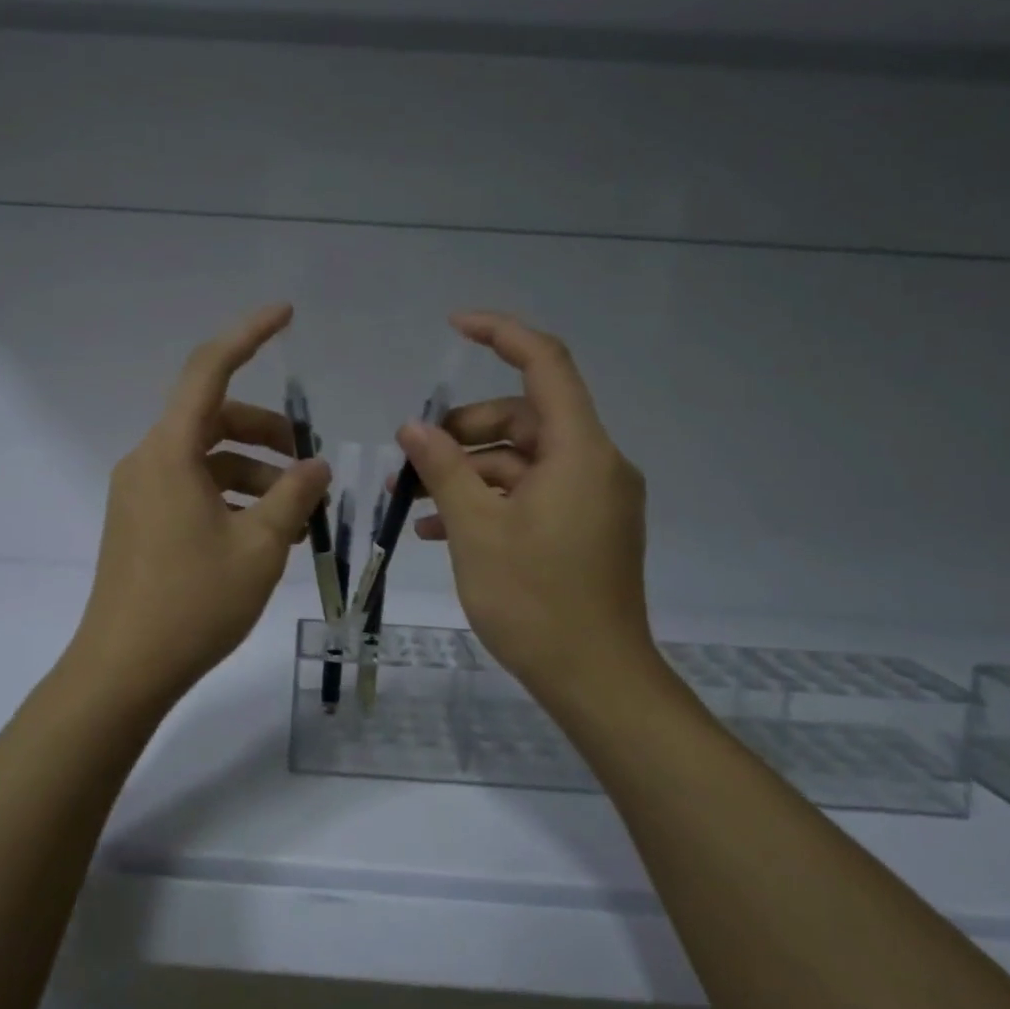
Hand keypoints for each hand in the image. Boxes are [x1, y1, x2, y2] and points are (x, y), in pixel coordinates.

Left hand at [65, 304, 330, 707]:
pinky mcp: (140, 521)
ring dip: (255, 473)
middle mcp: (148, 460)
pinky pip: (193, 487)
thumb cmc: (193, 604)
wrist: (123, 670)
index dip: (248, 335)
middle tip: (311, 466)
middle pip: (214, 418)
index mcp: (170, 452)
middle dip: (268, 433)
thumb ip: (293, 496)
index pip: (209, 370)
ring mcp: (140, 492)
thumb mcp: (259, 547)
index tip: (286, 314)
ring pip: (207, 458)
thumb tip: (316, 467)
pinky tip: (265, 532)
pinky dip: (231, 496)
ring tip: (298, 514)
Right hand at [397, 312, 654, 701]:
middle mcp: (594, 464)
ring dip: (468, 471)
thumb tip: (413, 428)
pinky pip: (532, 494)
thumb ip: (444, 469)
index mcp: (580, 451)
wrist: (597, 682)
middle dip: (464, 429)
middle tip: (412, 456)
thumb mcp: (477, 530)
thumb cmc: (536, 601)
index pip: (546, 364)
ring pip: (522, 460)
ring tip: (413, 497)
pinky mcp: (585, 528)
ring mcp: (592, 499)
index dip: (501, 334)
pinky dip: (490, 499)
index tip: (453, 326)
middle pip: (524, 417)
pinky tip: (438, 528)